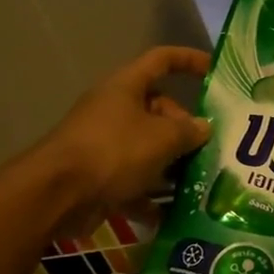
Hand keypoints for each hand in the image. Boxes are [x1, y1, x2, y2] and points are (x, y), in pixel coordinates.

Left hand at [41, 47, 210, 237]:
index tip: (215, 72)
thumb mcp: (162, 137)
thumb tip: (204, 127)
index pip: (162, 60)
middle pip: (159, 110)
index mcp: (126, 87)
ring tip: (202, 181)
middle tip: (211, 148)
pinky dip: (153, 196)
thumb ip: (188, 130)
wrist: (57, 195)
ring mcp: (106, 144)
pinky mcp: (101, 176)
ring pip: (149, 148)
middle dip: (186, 129)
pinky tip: (175, 212)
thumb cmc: (113, 151)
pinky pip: (135, 181)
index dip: (189, 60)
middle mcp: (115, 111)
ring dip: (174, 165)